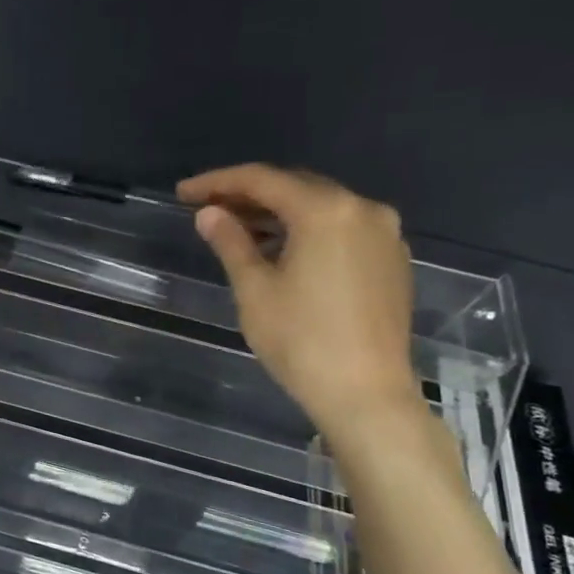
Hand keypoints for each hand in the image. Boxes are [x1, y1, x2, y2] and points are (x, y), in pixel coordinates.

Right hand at [178, 164, 421, 435]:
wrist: (365, 393)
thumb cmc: (301, 340)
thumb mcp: (254, 289)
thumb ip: (231, 242)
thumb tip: (209, 213)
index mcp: (326, 211)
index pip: (262, 180)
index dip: (217, 182)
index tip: (182, 193)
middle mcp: (363, 209)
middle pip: (296, 187)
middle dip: (248, 194)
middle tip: (206, 207)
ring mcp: (384, 234)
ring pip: (320, 207)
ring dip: (277, 212)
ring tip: (236, 228)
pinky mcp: (391, 259)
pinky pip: (340, 228)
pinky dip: (306, 230)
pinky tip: (280, 248)